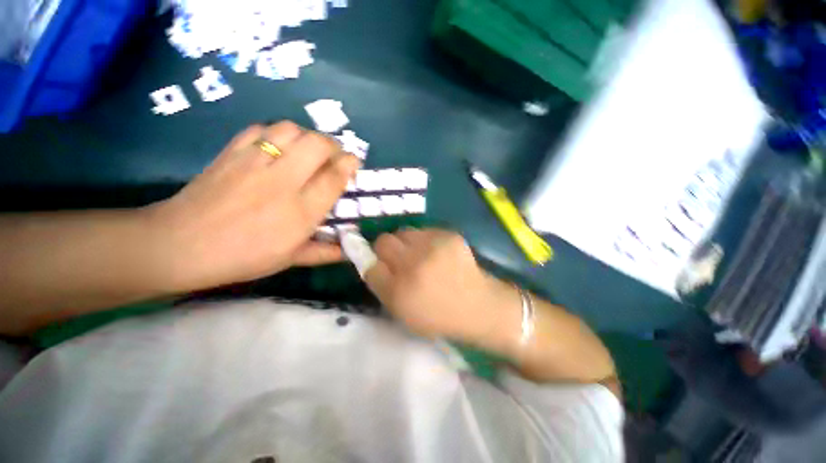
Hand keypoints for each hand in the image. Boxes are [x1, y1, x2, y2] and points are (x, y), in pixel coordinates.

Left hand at [148, 121, 359, 290]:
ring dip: (306, 136)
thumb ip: (324, 252)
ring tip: (307, 151)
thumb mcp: (290, 260)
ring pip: (290, 130)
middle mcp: (281, 183)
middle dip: (333, 145)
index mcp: (299, 213)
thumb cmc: (242, 257)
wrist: (179, 245)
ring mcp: (253, 163)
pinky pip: (261, 129)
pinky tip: (277, 148)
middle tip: (333, 157)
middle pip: (316, 144)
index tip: (354, 162)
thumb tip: (349, 249)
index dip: (349, 164)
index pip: (333, 178)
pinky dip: (277, 134)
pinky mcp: (231, 152)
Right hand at [364, 229, 517, 339]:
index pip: (371, 264)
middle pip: (384, 241)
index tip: (381, 264)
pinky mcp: (448, 235)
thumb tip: (370, 261)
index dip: (373, 262)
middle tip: (399, 259)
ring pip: (403, 232)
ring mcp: (434, 245)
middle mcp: (414, 264)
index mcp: (400, 290)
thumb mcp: (402, 312)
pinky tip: (435, 252)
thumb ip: (382, 286)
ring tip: (418, 254)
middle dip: (386, 249)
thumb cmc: (437, 314)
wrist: (478, 304)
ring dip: (405, 243)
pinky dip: (423, 240)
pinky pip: (423, 230)